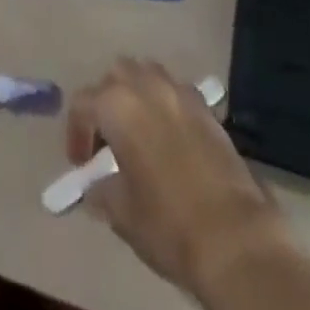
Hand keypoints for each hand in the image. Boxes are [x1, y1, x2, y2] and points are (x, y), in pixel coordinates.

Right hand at [66, 60, 291, 297]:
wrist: (233, 235)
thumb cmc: (167, 223)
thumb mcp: (121, 213)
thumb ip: (101, 190)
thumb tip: (96, 186)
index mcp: (118, 105)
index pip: (83, 103)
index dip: (76, 132)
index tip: (81, 164)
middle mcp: (146, 85)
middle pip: (116, 76)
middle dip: (106, 102)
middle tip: (107, 140)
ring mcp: (180, 91)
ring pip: (147, 74)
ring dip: (136, 94)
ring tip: (137, 133)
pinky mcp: (206, 106)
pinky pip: (175, 91)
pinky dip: (164, 104)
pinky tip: (169, 138)